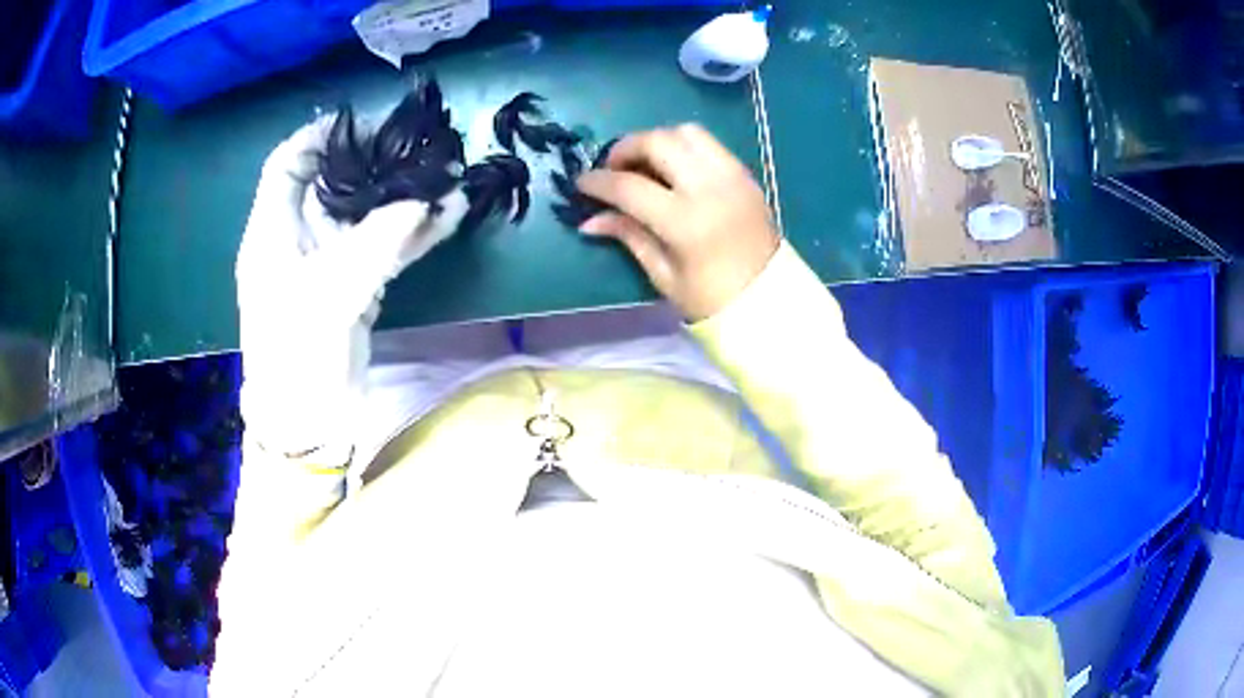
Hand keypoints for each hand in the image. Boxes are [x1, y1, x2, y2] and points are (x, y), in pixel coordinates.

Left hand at [236, 117, 466, 454]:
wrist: (308, 423)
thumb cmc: (297, 359)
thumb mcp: (329, 297)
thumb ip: (377, 245)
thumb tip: (428, 203)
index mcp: (273, 233)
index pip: (286, 165)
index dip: (317, 136)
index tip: (361, 123)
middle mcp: (299, 238)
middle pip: (332, 182)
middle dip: (373, 160)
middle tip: (416, 144)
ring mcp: (328, 262)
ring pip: (365, 213)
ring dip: (402, 196)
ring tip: (444, 174)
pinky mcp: (354, 285)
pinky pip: (385, 247)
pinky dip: (414, 232)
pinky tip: (449, 216)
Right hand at [576, 124, 778, 320]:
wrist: (770, 300)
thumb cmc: (712, 299)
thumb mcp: (663, 274)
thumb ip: (628, 236)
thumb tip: (589, 220)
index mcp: (686, 221)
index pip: (630, 186)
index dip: (598, 182)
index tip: (581, 183)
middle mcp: (709, 188)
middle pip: (658, 142)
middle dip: (626, 148)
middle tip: (613, 168)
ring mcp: (731, 176)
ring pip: (686, 132)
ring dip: (657, 140)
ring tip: (644, 164)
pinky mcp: (745, 174)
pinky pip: (709, 144)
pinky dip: (684, 147)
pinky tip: (674, 169)